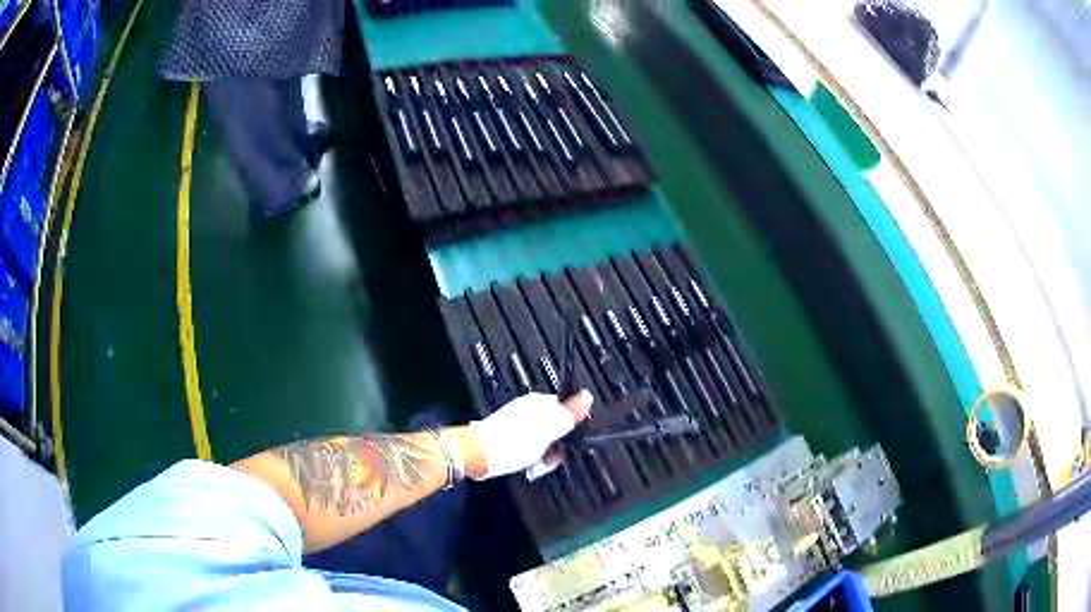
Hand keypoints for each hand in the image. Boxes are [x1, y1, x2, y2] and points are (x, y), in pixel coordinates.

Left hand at [461, 391, 592, 479]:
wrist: (478, 454)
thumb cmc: (513, 442)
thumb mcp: (549, 429)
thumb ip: (569, 413)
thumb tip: (588, 396)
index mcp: (541, 402)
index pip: (568, 412)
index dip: (571, 430)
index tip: (568, 445)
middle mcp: (530, 409)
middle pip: (556, 428)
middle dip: (556, 447)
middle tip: (549, 459)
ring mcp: (518, 422)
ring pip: (543, 440)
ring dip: (543, 456)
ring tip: (535, 466)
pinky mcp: (508, 435)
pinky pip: (529, 446)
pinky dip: (530, 457)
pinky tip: (525, 465)